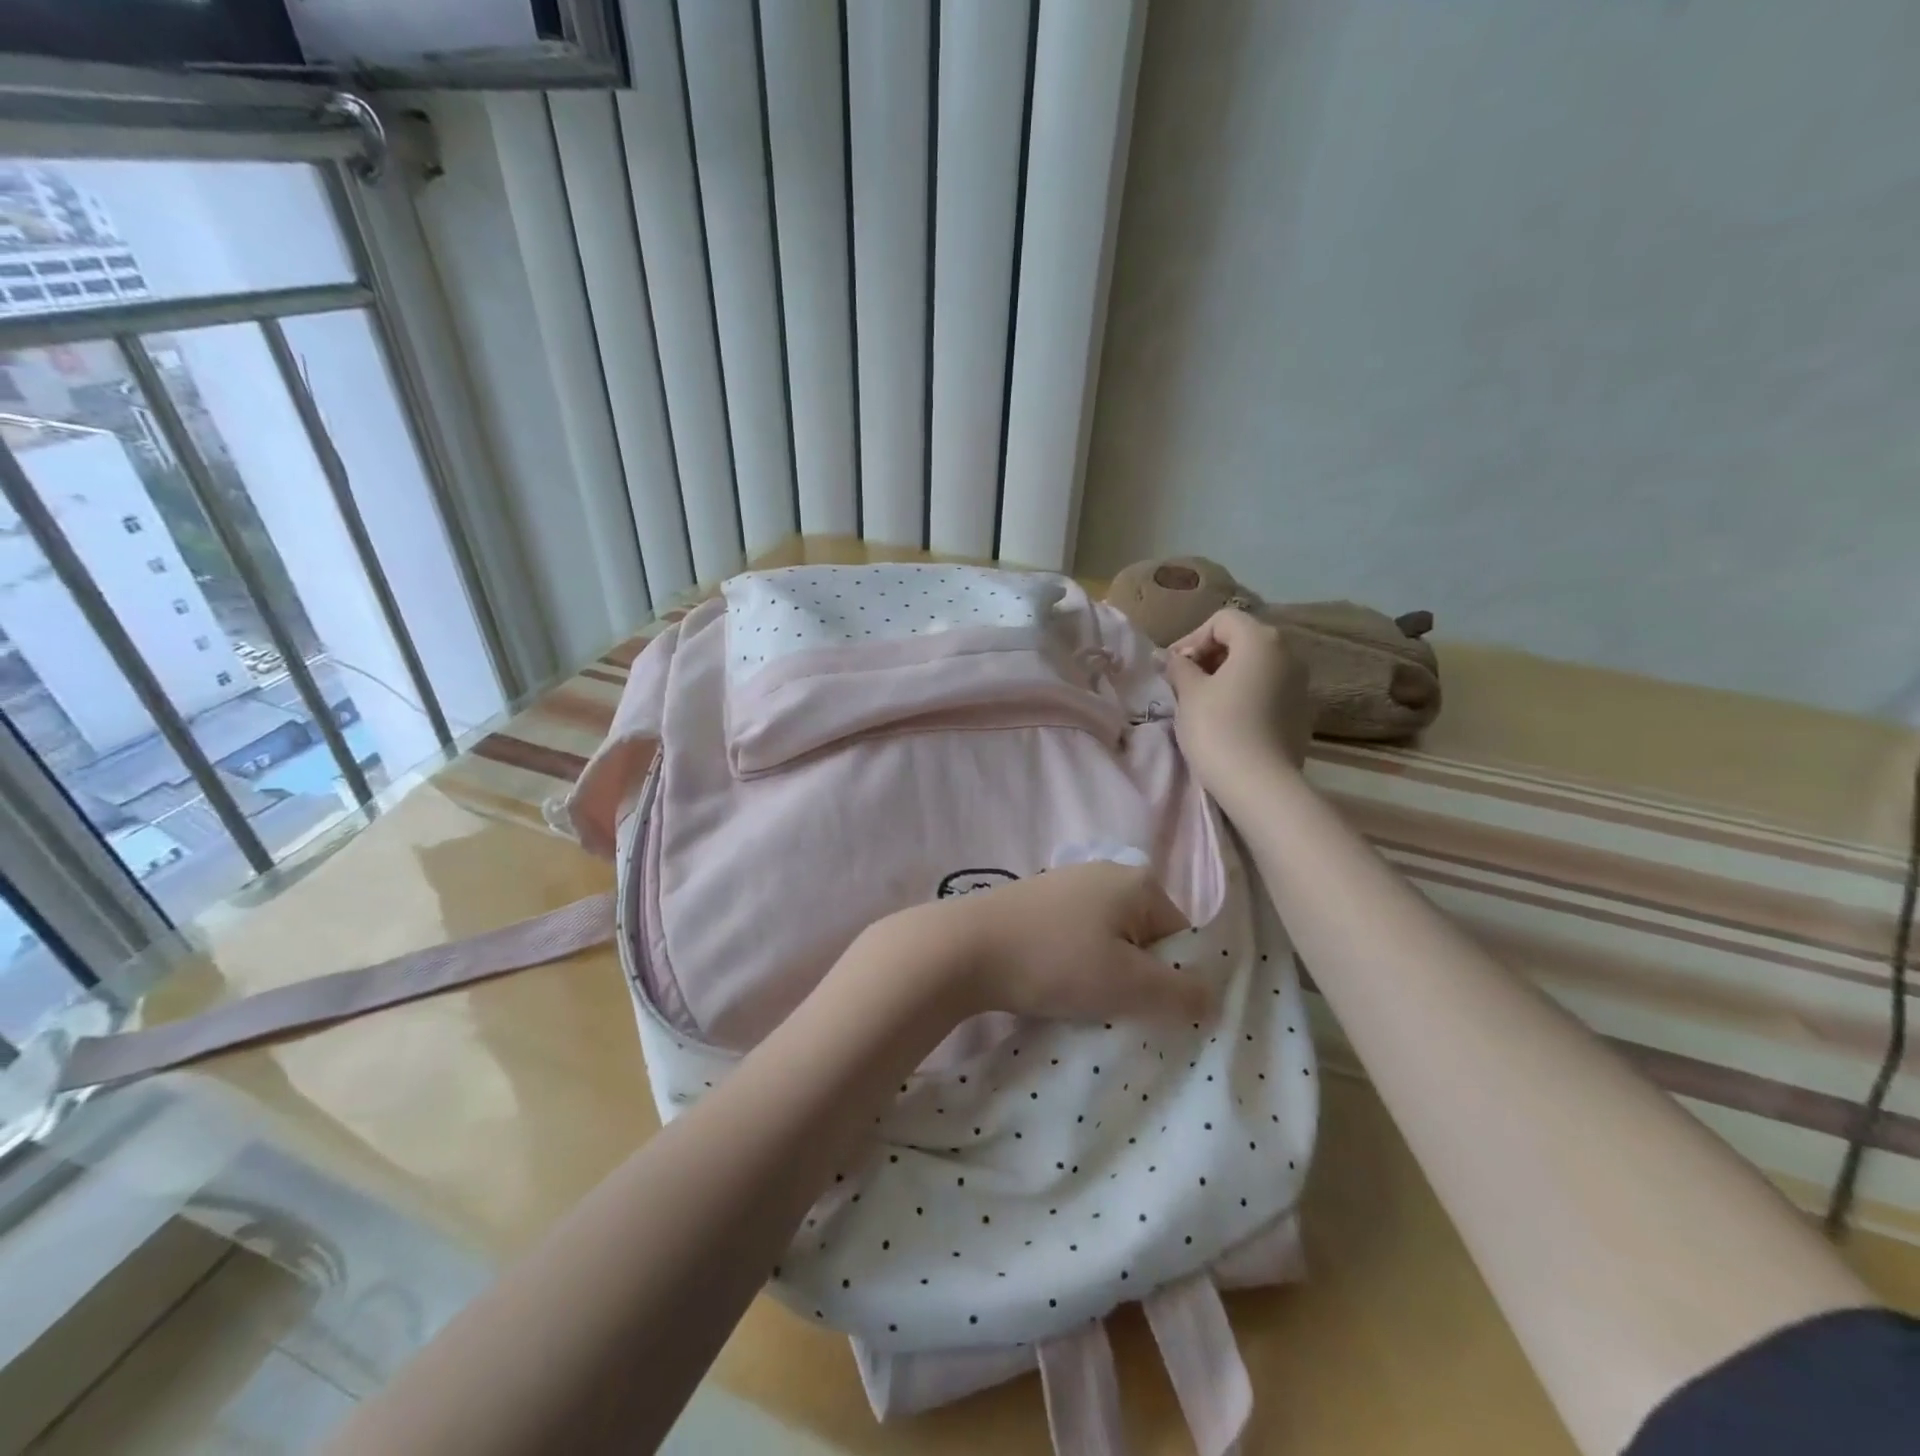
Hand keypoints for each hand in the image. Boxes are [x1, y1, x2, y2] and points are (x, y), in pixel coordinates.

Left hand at [873, 861, 1206, 1025]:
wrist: (964, 948)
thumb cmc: (1055, 961)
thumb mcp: (1128, 985)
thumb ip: (1180, 993)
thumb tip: (1213, 998)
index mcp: (1138, 882)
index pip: (1181, 938)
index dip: (1172, 981)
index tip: (1147, 1012)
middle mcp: (1106, 873)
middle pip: (1145, 939)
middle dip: (1137, 979)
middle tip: (1113, 1010)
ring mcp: (1067, 884)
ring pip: (1108, 942)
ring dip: (1103, 976)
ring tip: (1079, 1002)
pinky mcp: (1037, 902)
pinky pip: (1075, 939)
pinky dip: (1073, 965)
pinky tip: (1052, 985)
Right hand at [1163, 607, 1312, 791]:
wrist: (1259, 784)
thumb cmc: (1218, 728)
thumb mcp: (1189, 693)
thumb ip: (1180, 666)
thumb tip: (1173, 658)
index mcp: (1261, 640)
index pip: (1222, 620)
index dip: (1192, 638)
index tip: (1172, 666)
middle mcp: (1288, 653)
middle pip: (1243, 639)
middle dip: (1210, 655)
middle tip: (1183, 681)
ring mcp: (1301, 684)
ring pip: (1257, 666)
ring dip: (1228, 675)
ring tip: (1203, 701)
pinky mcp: (1302, 712)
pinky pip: (1269, 690)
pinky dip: (1246, 694)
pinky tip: (1228, 719)